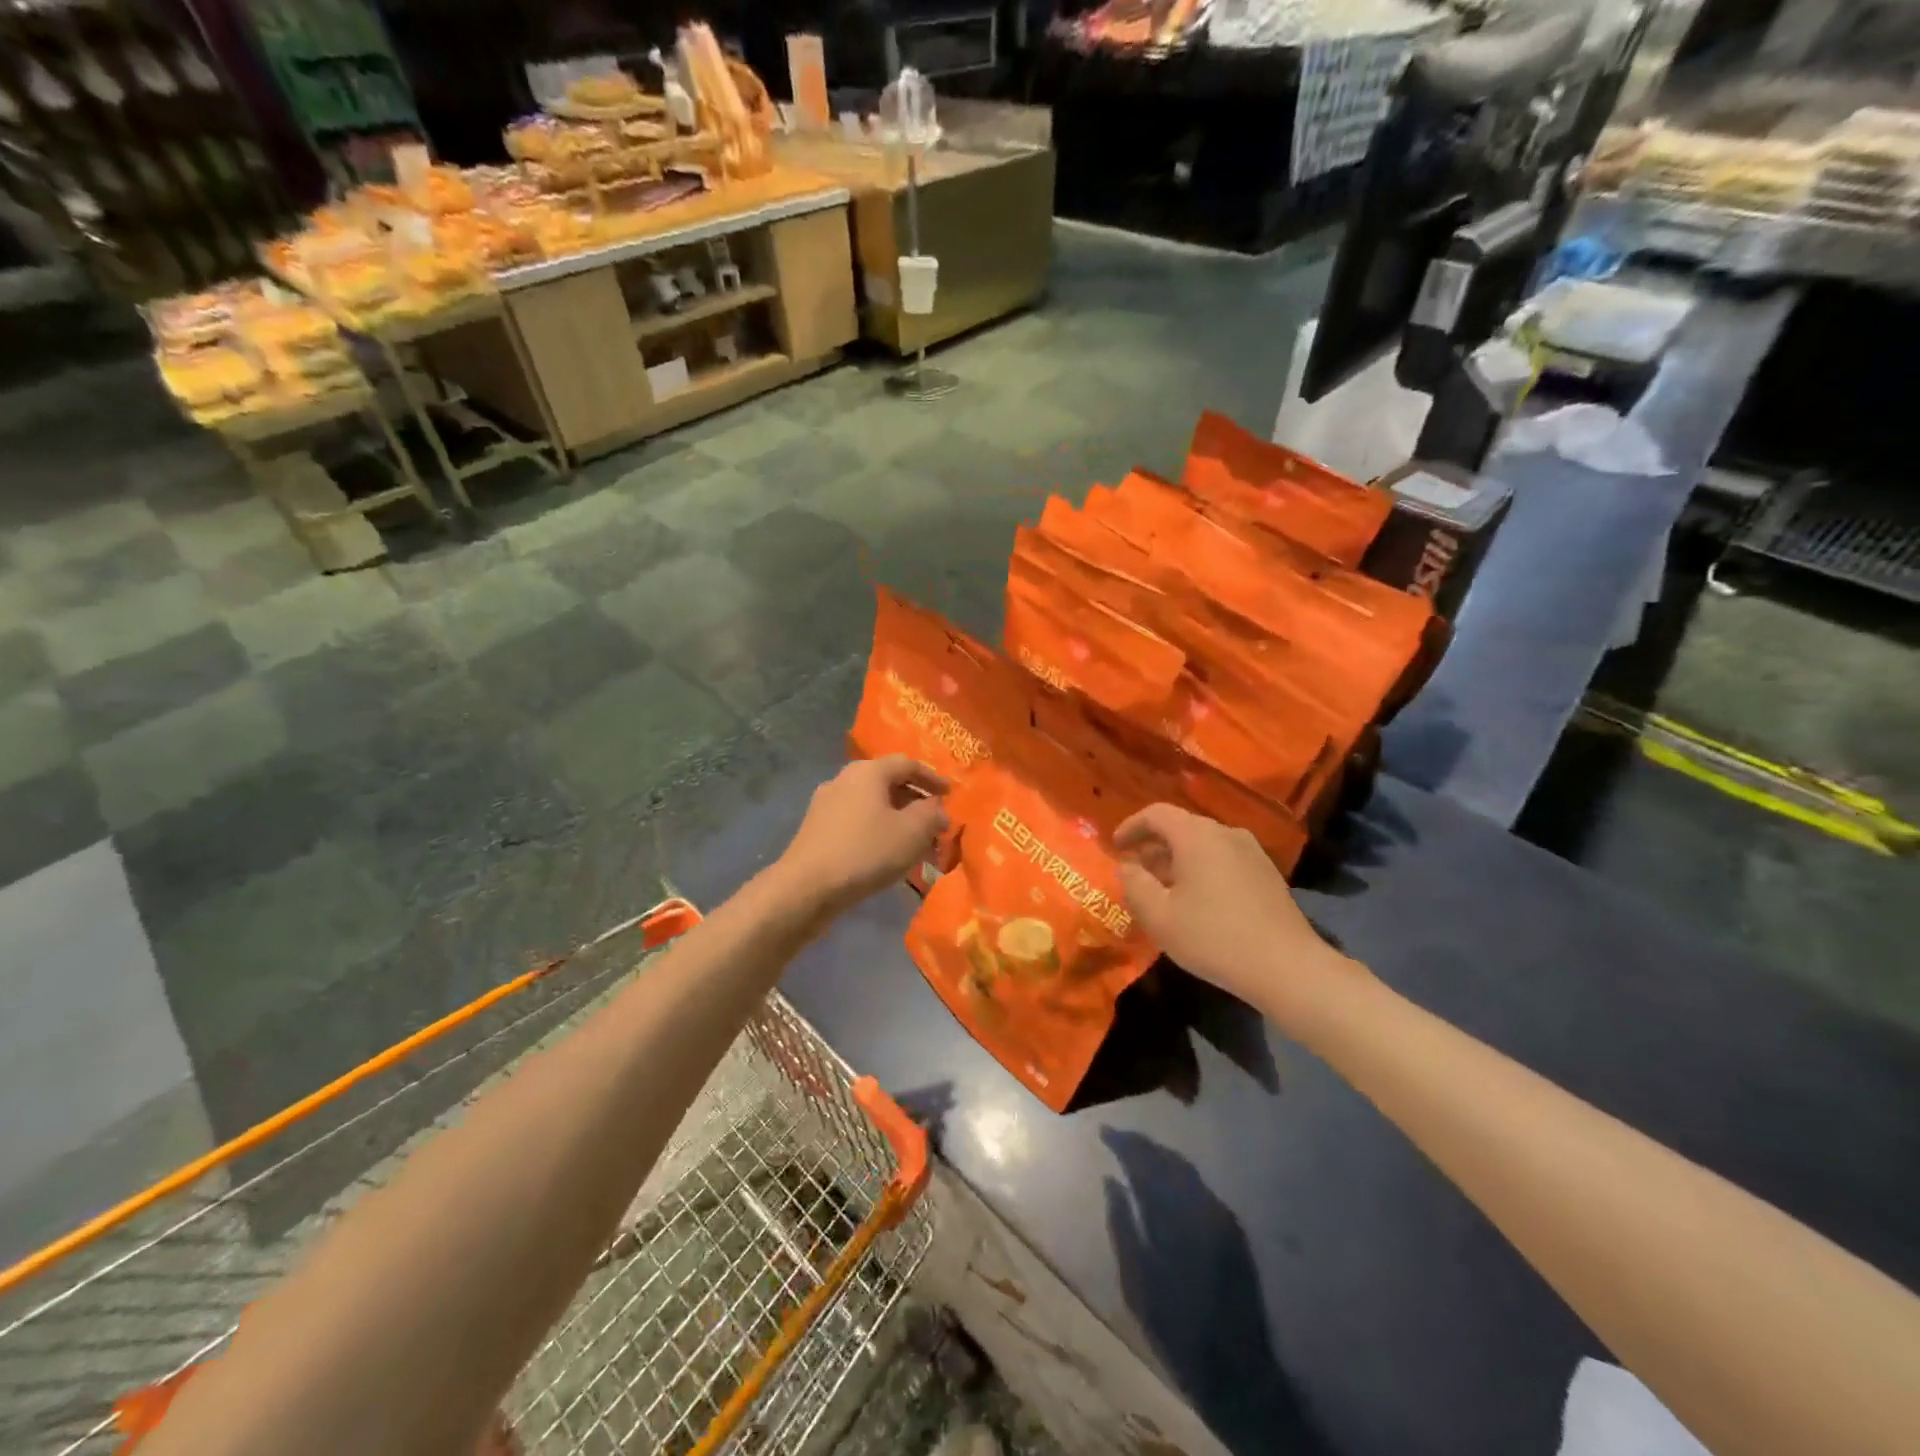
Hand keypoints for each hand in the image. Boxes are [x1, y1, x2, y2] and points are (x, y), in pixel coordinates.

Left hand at [774, 756, 950, 917]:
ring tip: (915, 843)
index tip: (950, 795)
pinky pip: (856, 821)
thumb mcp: (912, 832)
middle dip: (915, 802)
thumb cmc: (866, 852)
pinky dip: (877, 830)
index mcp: (868, 771)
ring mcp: (826, 804)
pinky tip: (886, 854)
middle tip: (935, 822)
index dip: (933, 778)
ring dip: (897, 819)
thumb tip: (937, 810)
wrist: (806, 887)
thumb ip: (932, 815)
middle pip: (888, 783)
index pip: (908, 764)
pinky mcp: (816, 829)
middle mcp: (844, 779)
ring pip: (871, 804)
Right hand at [1114, 804, 1359, 1023]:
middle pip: (1182, 827)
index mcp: (1197, 836)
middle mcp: (1226, 833)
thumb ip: (1134, 884)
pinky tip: (1197, 900)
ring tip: (1163, 888)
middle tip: (1135, 870)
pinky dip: (1202, 868)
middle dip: (1154, 845)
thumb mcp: (1159, 916)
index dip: (1131, 826)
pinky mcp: (1267, 873)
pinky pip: (1223, 858)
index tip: (1115, 846)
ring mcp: (1252, 852)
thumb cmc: (1213, 937)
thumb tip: (1127, 866)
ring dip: (1178, 859)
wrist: (1286, 967)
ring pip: (1204, 844)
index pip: (1157, 813)